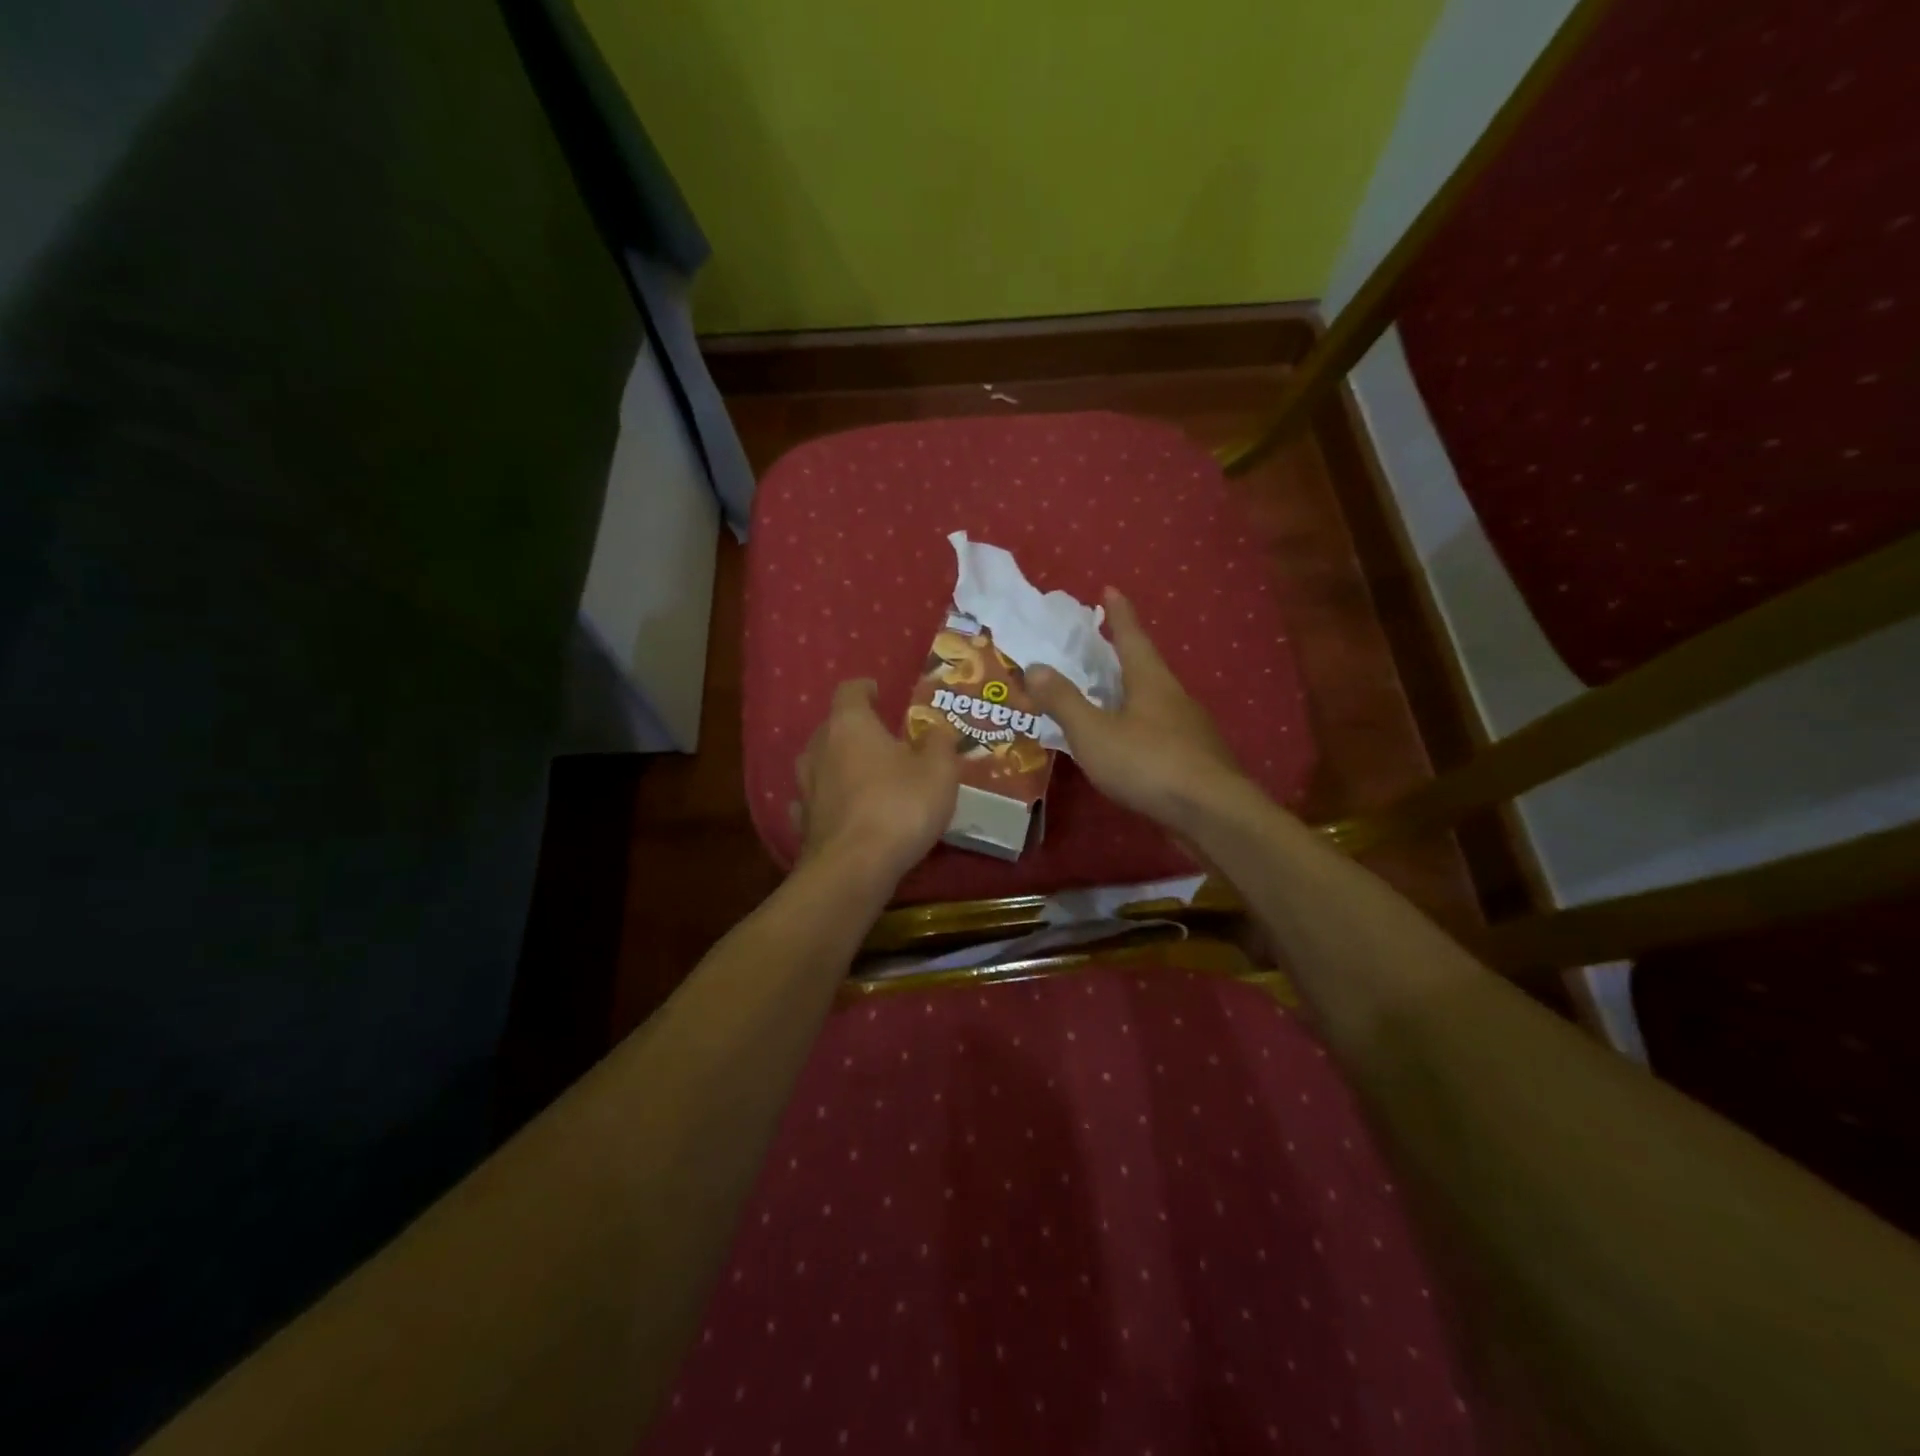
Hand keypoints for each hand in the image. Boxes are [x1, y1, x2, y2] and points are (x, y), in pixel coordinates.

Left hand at [792, 679, 962, 887]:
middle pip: (831, 726)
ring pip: (818, 763)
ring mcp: (806, 787)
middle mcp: (819, 749)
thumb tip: (938, 728)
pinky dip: (827, 800)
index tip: (879, 691)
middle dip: (854, 728)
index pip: (850, 691)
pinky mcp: (803, 823)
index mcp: (850, 725)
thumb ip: (940, 743)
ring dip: (838, 764)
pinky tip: (842, 810)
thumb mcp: (939, 771)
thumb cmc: (900, 807)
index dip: (865, 688)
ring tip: (862, 773)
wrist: (854, 869)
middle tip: (881, 738)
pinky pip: (814, 801)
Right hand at [1027, 589, 1250, 834]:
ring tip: (1108, 695)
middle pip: (1146, 666)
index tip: (1109, 589)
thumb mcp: (1094, 732)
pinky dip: (1139, 726)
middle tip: (1101, 644)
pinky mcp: (1194, 759)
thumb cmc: (1148, 763)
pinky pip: (1160, 731)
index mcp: (1151, 681)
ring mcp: (1189, 729)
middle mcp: (1174, 697)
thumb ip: (1064, 701)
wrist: (1211, 814)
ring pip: (1155, 701)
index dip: (1118, 613)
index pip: (1131, 636)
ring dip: (1131, 692)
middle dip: (1124, 653)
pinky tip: (1128, 744)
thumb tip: (1034, 666)